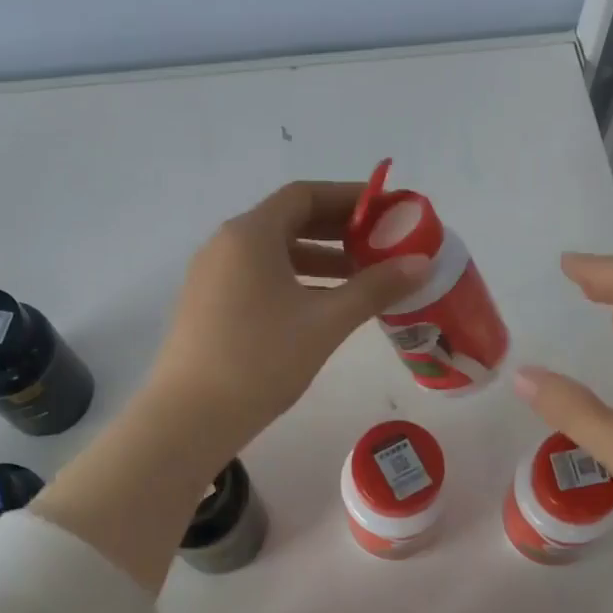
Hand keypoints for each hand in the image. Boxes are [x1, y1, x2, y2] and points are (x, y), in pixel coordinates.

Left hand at [148, 181, 428, 453]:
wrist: (191, 416)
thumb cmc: (262, 359)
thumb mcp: (326, 322)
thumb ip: (374, 288)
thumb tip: (422, 263)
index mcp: (251, 234)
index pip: (305, 195)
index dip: (349, 198)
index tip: (386, 210)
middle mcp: (226, 244)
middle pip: (288, 220)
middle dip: (337, 229)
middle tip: (379, 244)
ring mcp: (212, 275)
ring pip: (273, 252)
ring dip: (318, 258)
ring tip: (359, 277)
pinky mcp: (208, 304)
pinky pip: (258, 276)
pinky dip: (294, 279)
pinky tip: (321, 306)